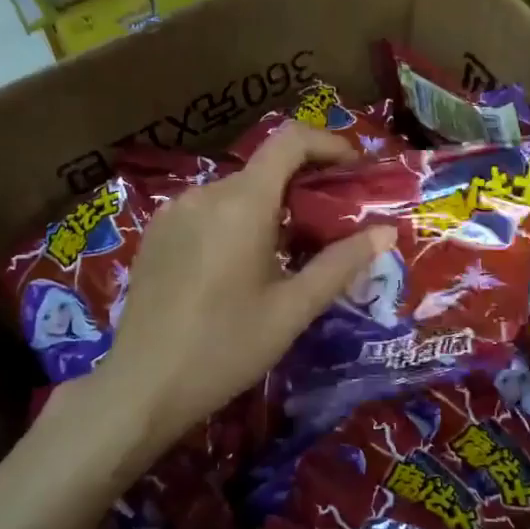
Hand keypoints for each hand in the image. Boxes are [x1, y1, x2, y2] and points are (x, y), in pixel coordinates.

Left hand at [77, 126, 394, 458]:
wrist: (143, 387)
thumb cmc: (226, 348)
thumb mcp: (293, 309)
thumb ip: (341, 263)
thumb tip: (386, 232)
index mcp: (242, 203)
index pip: (290, 141)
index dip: (328, 143)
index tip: (355, 167)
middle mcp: (205, 193)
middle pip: (265, 169)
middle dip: (305, 186)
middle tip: (333, 225)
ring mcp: (173, 212)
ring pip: (236, 193)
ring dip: (271, 208)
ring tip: (291, 252)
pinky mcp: (156, 235)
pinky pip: (208, 211)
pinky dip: (237, 221)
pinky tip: (243, 266)